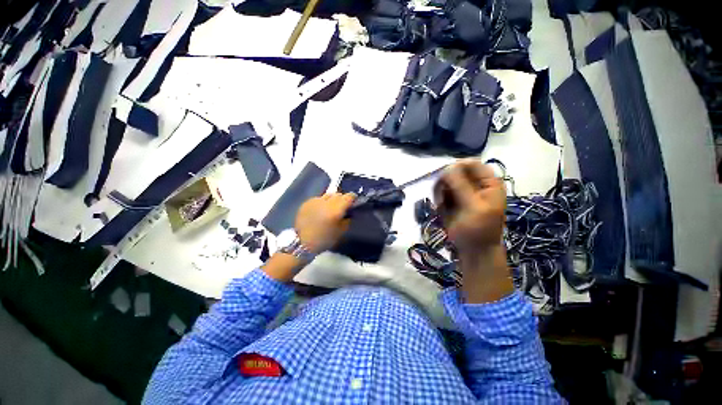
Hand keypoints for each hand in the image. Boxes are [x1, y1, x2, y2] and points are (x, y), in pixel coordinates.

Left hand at [295, 193, 355, 253]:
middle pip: (338, 194)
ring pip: (328, 195)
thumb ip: (347, 219)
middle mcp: (325, 202)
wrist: (302, 243)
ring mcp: (315, 201)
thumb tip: (349, 212)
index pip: (348, 197)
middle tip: (342, 207)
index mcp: (335, 210)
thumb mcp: (341, 232)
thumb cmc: (324, 239)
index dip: (353, 197)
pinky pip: (319, 199)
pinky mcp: (307, 202)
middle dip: (342, 199)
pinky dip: (322, 203)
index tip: (354, 201)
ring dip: (332, 200)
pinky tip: (320, 211)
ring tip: (330, 208)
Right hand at [434, 160, 505, 257]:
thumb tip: (447, 167)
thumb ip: (461, 186)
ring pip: (445, 181)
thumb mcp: (473, 207)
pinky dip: (438, 198)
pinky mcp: (452, 200)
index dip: (456, 167)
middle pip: (455, 171)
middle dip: (445, 182)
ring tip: (441, 204)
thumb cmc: (478, 229)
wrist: (474, 250)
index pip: (471, 163)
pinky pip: (441, 191)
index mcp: (488, 182)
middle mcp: (475, 184)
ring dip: (440, 191)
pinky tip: (441, 208)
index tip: (443, 178)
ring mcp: (462, 191)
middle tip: (441, 196)